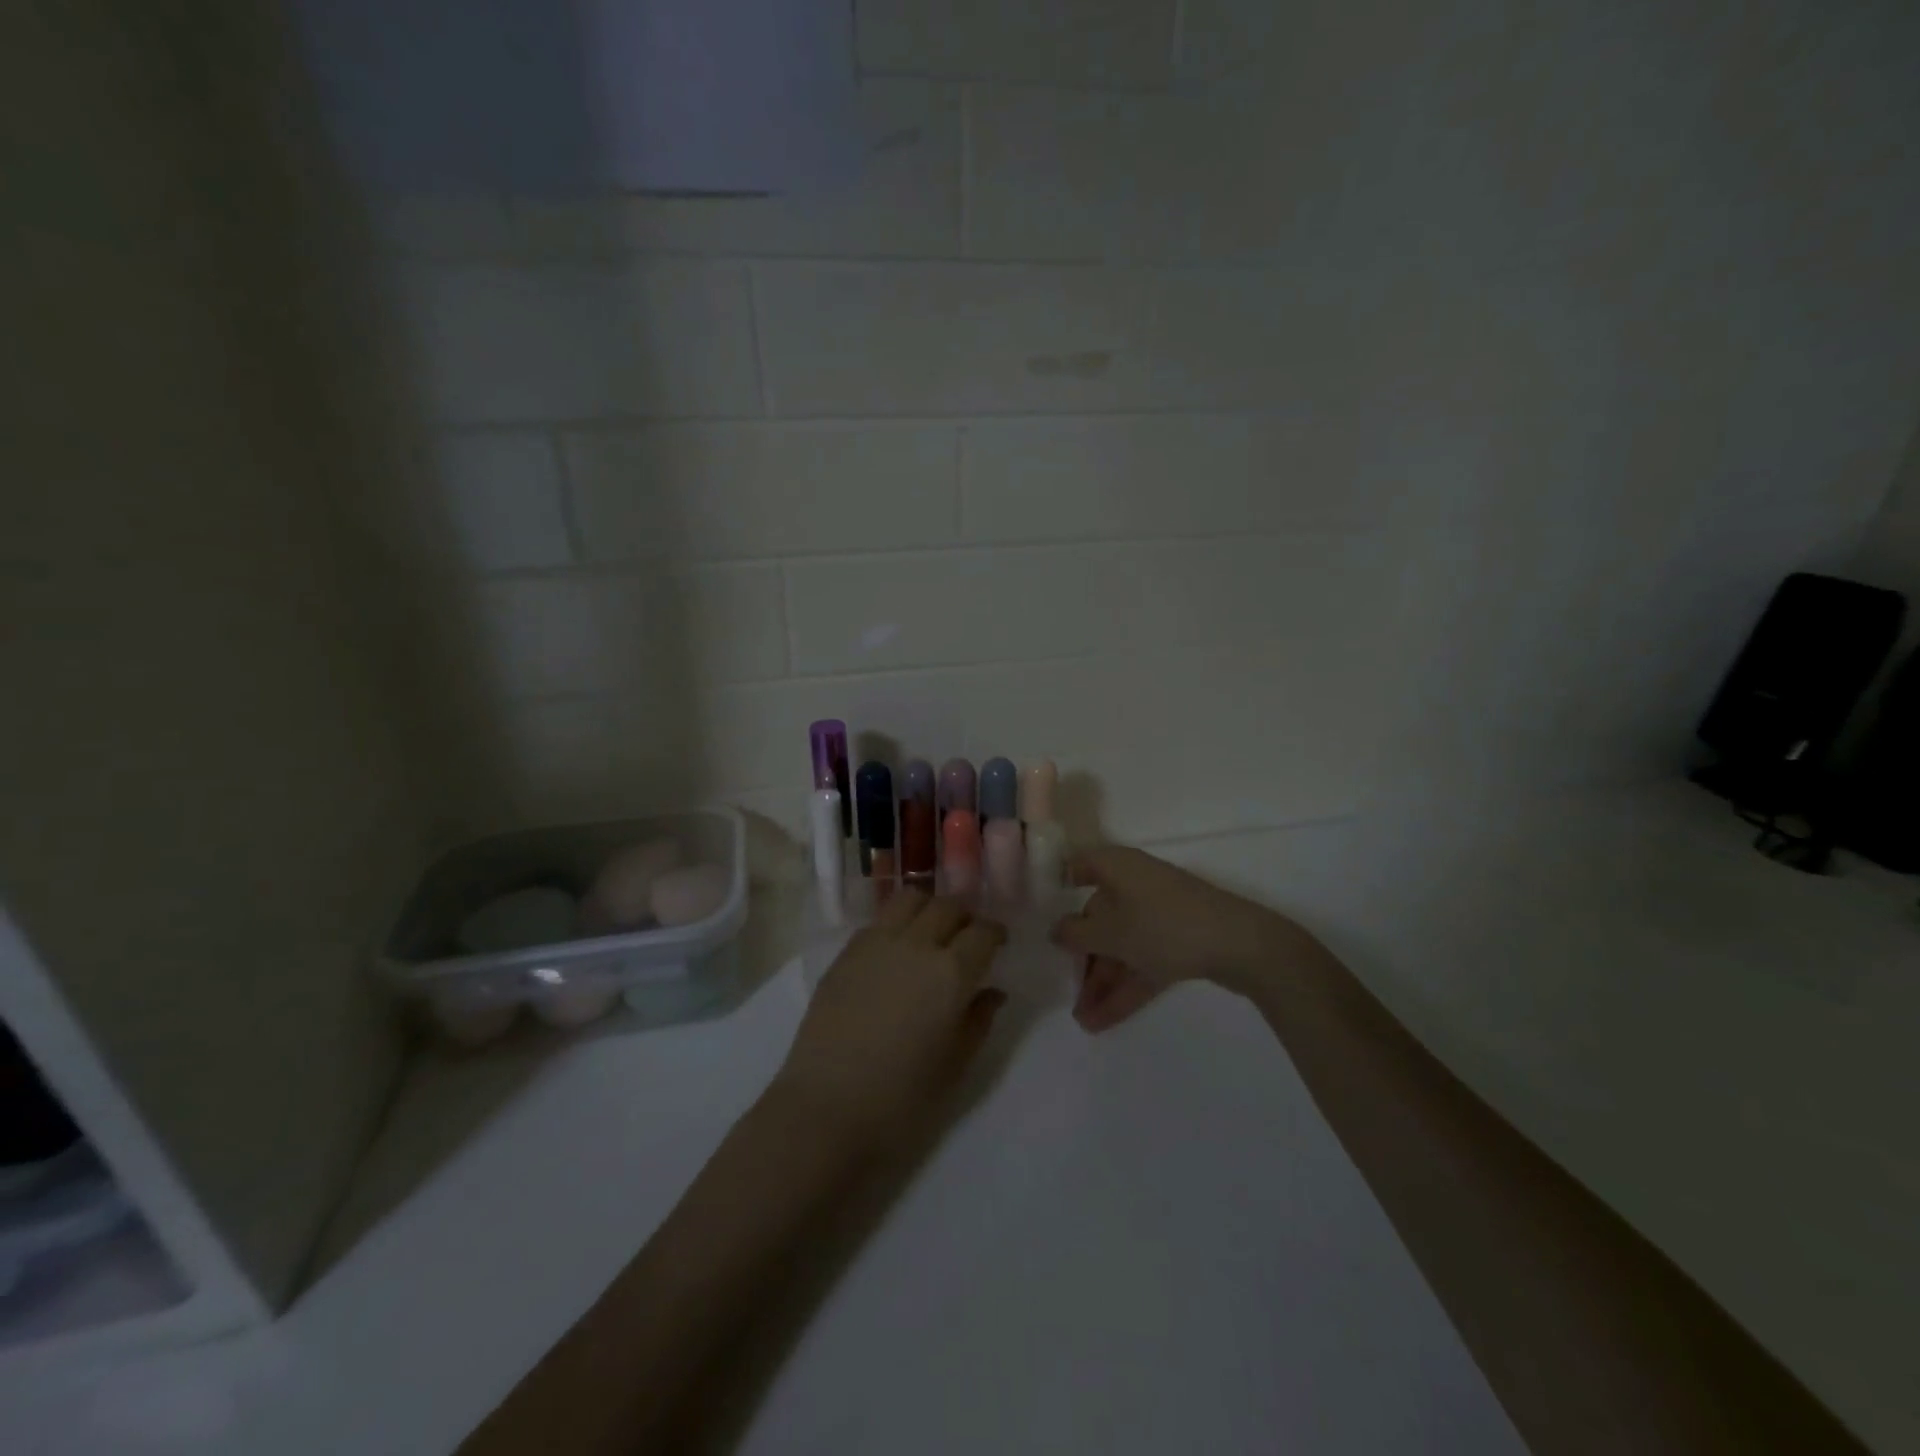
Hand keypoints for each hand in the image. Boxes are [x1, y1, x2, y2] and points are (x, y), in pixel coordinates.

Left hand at [774, 891, 1007, 1151]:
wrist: (826, 1109)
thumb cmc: (901, 1099)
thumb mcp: (955, 1066)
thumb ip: (978, 1021)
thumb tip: (992, 992)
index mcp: (951, 974)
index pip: (983, 932)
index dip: (995, 933)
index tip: (998, 942)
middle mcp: (916, 945)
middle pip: (948, 907)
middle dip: (965, 917)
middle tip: (967, 937)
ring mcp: (876, 943)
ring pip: (910, 899)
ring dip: (929, 908)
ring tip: (931, 932)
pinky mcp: (846, 952)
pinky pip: (879, 920)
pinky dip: (897, 923)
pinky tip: (896, 950)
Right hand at [1050, 846, 1312, 1031]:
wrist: (1242, 946)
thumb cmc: (1164, 926)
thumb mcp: (1111, 932)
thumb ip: (1076, 933)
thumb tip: (1056, 930)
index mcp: (1117, 867)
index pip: (1079, 865)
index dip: (1058, 883)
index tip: (1038, 909)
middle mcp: (1136, 884)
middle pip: (1100, 916)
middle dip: (1083, 957)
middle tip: (1066, 990)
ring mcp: (1160, 914)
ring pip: (1122, 945)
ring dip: (1103, 981)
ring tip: (1083, 1021)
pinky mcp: (1180, 941)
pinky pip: (1143, 961)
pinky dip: (1126, 987)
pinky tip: (1104, 1021)